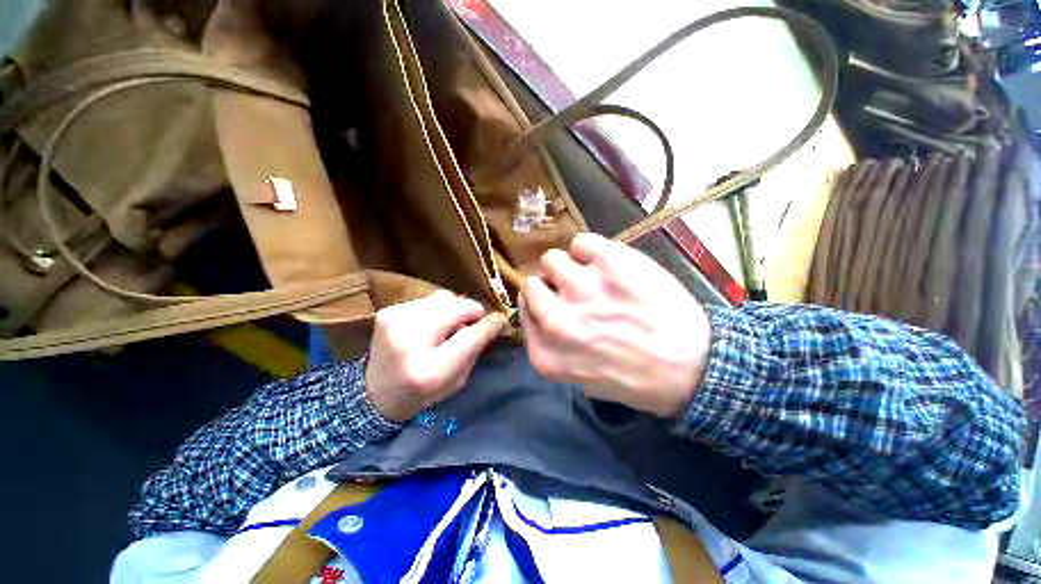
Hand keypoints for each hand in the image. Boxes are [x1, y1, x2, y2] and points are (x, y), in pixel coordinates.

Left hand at [366, 290, 505, 420]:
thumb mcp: (456, 381)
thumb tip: (493, 320)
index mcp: (430, 370)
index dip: (489, 324)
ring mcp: (395, 322)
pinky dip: (436, 308)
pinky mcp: (388, 312)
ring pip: (443, 297)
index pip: (471, 336)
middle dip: (471, 310)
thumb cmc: (422, 393)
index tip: (499, 319)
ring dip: (453, 308)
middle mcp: (410, 342)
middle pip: (456, 308)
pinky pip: (427, 299)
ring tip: (450, 323)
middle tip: (474, 319)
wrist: (375, 392)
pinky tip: (431, 323)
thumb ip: (475, 349)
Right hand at [520, 233, 710, 417]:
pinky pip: (580, 242)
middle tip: (574, 292)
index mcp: (545, 352)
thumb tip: (542, 312)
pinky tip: (608, 264)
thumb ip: (552, 346)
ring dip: (569, 267)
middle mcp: (555, 319)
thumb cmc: (636, 378)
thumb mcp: (579, 379)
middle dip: (550, 285)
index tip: (555, 304)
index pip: (523, 309)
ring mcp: (581, 288)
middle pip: (532, 282)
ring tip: (593, 277)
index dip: (540, 304)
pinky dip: (590, 250)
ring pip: (551, 259)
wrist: (694, 366)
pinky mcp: (609, 262)